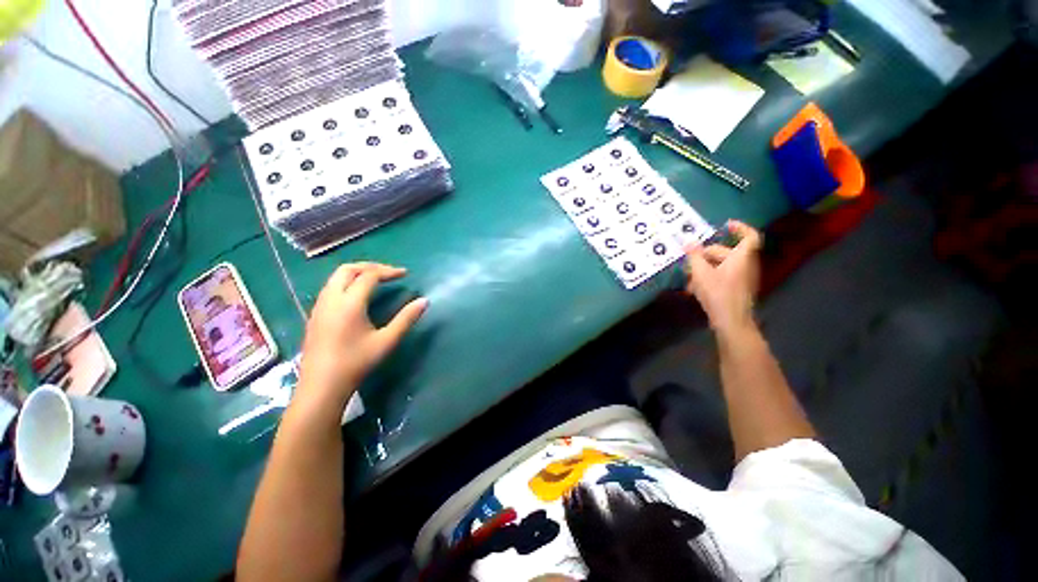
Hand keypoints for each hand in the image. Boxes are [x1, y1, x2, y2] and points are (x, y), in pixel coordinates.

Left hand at [297, 263, 427, 408]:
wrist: (321, 386)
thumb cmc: (356, 363)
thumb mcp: (387, 341)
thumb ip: (406, 319)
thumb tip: (424, 301)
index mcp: (349, 303)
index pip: (369, 276)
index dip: (389, 271)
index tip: (405, 274)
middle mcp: (331, 299)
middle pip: (348, 269)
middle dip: (370, 266)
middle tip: (389, 272)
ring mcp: (319, 306)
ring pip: (335, 277)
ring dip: (357, 272)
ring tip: (375, 279)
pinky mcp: (315, 315)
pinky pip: (330, 287)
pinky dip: (346, 282)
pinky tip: (356, 295)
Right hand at [683, 221, 761, 335]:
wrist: (732, 321)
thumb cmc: (718, 293)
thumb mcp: (701, 272)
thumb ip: (694, 256)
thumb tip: (689, 242)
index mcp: (741, 257)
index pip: (750, 236)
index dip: (740, 228)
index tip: (725, 225)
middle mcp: (746, 265)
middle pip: (727, 252)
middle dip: (707, 254)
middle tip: (690, 260)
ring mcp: (743, 279)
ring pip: (723, 266)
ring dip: (705, 268)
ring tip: (689, 277)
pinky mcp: (737, 290)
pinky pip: (723, 277)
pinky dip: (709, 278)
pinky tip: (694, 289)